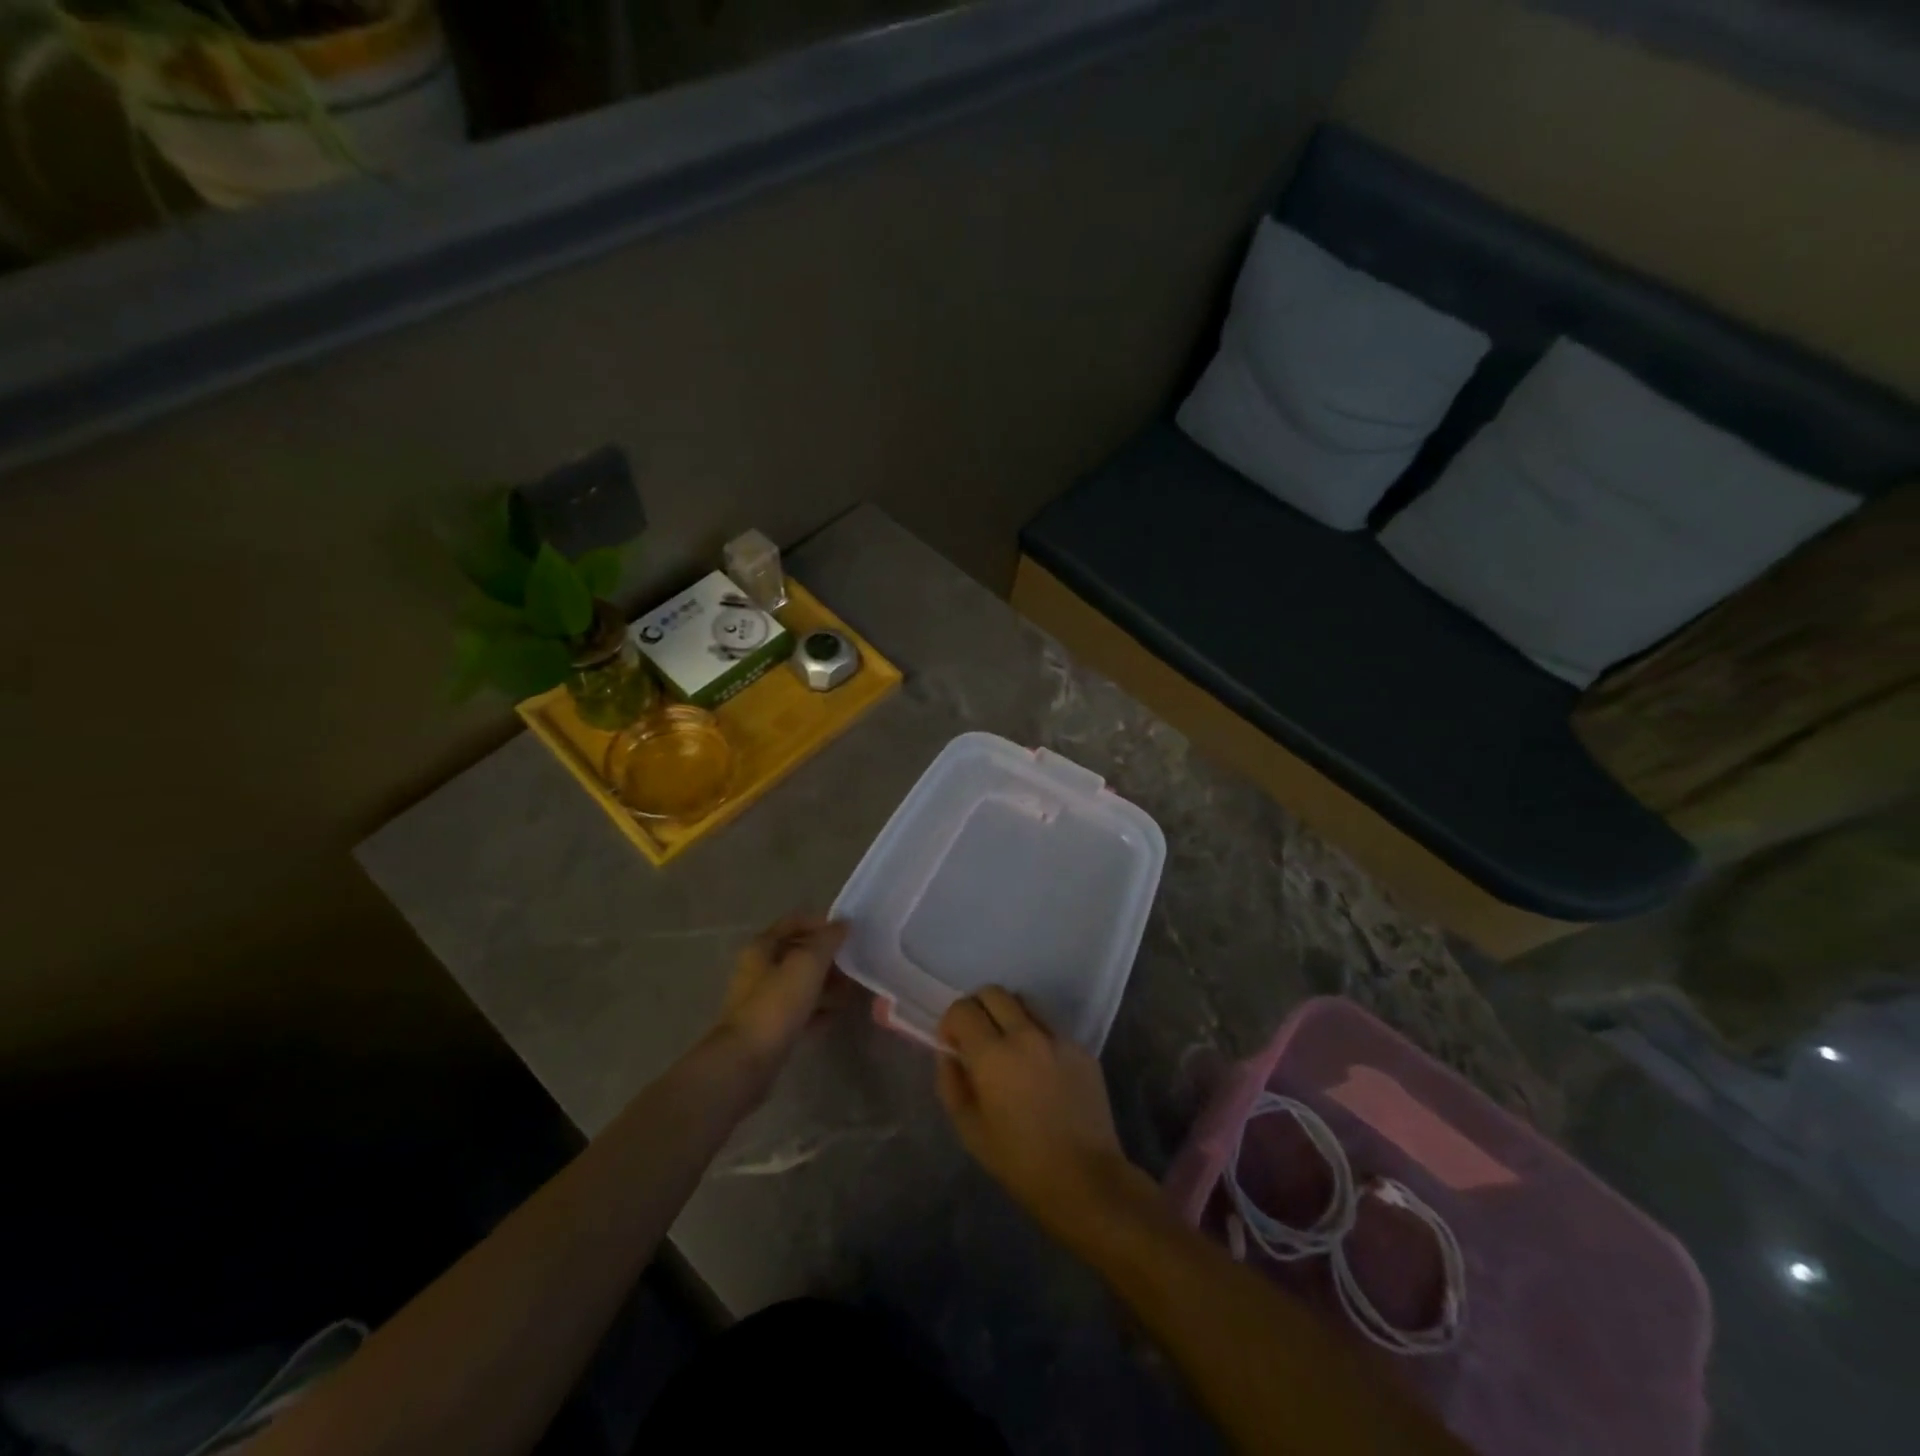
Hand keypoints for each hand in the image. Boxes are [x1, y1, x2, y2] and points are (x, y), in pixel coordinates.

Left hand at [714, 914, 847, 1066]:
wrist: (747, 1060)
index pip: (794, 922)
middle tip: (853, 962)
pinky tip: (837, 1013)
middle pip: (798, 953)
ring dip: (825, 983)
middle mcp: (759, 969)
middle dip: (827, 956)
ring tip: (851, 989)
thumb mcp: (807, 963)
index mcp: (762, 947)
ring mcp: (763, 1000)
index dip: (821, 922)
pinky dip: (818, 1009)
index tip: (848, 932)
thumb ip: (827, 940)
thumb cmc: (777, 1003)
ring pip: (800, 983)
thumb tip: (843, 924)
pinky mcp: (770, 1027)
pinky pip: (799, 1010)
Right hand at [935, 987, 1150, 1238]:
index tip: (953, 1044)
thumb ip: (952, 1083)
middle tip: (977, 1038)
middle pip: (994, 992)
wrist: (1085, 1180)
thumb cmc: (1020, 1162)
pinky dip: (1037, 1037)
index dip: (951, 1022)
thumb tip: (950, 1054)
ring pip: (1025, 1003)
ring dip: (1008, 1016)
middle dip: (978, 1008)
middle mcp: (1026, 1034)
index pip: (963, 1009)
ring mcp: (1058, 1038)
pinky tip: (1040, 1071)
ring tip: (1009, 1050)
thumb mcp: (970, 1130)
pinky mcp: (1082, 1049)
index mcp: (993, 1054)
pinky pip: (1051, 1028)